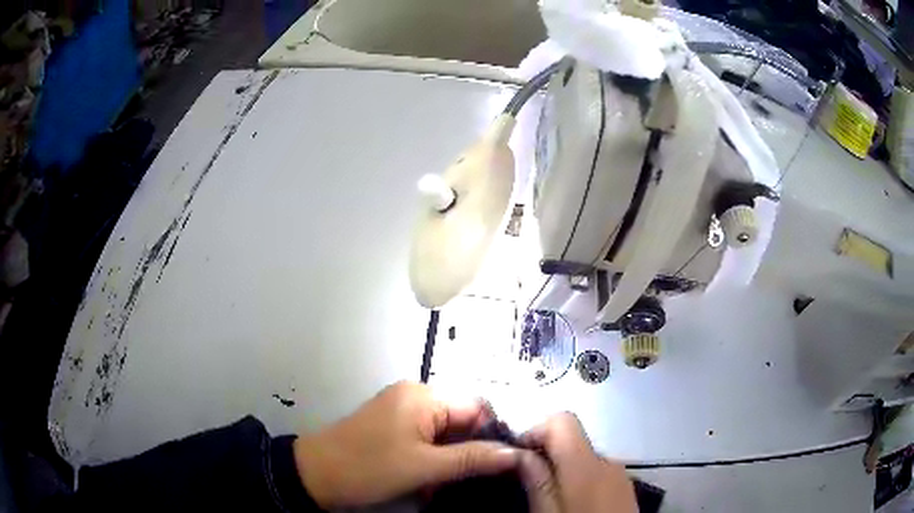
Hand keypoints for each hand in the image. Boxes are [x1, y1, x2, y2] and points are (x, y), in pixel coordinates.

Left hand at [293, 381, 519, 507]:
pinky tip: (428, 482)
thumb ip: (472, 458)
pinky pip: (425, 439)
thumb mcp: (424, 467)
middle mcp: (414, 395)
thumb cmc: (369, 468)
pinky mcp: (391, 425)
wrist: (314, 475)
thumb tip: (514, 453)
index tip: (502, 465)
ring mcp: (400, 410)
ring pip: (443, 434)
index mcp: (423, 396)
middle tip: (471, 481)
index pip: (477, 408)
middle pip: (460, 421)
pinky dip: (432, 459)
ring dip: (449, 460)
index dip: (492, 436)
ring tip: (445, 485)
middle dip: (467, 452)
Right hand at [518, 412, 636, 512]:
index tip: (515, 457)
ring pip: (582, 457)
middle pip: (571, 439)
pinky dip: (578, 479)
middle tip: (524, 482)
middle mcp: (607, 461)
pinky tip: (571, 504)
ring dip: (560, 469)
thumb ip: (536, 481)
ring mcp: (620, 474)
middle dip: (545, 454)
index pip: (561, 420)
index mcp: (586, 465)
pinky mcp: (625, 486)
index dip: (534, 431)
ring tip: (544, 498)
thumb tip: (520, 453)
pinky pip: (596, 472)